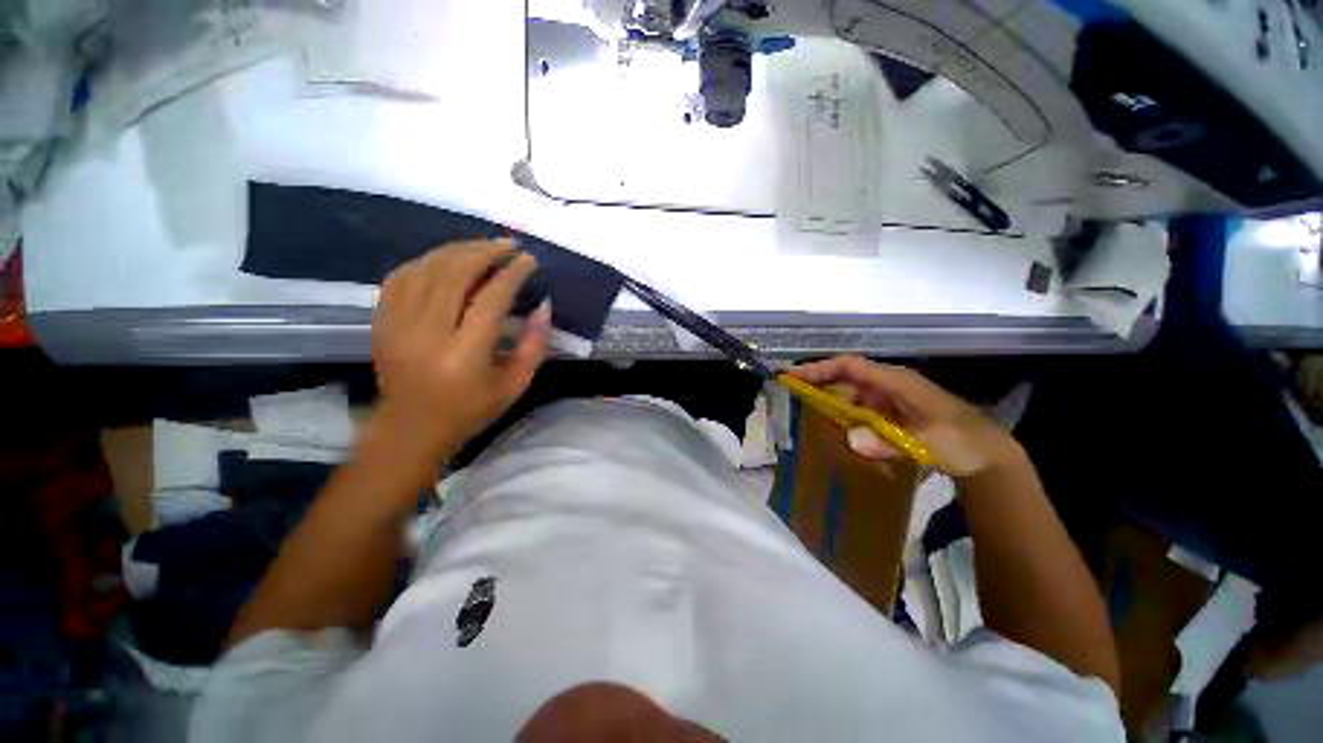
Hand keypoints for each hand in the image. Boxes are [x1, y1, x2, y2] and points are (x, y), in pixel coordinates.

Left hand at [370, 240, 551, 463]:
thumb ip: (535, 345)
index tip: (529, 260)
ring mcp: (398, 323)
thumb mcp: (516, 384)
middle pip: (455, 274)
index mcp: (465, 353)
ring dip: (458, 250)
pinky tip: (446, 258)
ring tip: (483, 246)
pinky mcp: (382, 320)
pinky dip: (427, 260)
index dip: (512, 274)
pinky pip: (401, 276)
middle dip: (485, 252)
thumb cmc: (471, 409)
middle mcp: (428, 332)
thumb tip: (544, 305)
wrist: (412, 427)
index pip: (491, 298)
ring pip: (427, 268)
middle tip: (508, 245)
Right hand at [791, 355, 1023, 476]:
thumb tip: (850, 439)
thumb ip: (888, 442)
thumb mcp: (926, 443)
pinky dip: (846, 416)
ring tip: (810, 412)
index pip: (850, 366)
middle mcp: (888, 384)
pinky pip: (860, 409)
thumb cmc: (960, 441)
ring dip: (831, 402)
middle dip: (818, 383)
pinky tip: (839, 429)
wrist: (986, 455)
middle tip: (792, 392)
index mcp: (896, 381)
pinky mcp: (891, 412)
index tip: (793, 374)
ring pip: (851, 393)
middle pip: (845, 377)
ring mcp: (890, 398)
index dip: (820, 368)